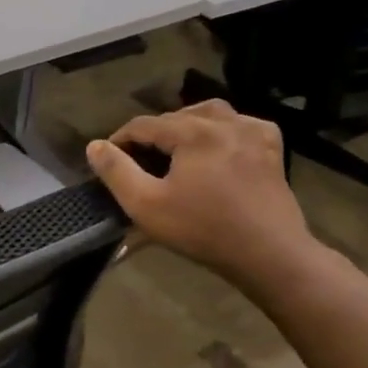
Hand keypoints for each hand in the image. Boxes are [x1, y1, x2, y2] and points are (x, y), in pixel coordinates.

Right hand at [85, 100, 321, 293]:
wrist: (269, 255)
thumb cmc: (202, 229)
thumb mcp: (146, 204)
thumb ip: (116, 171)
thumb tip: (95, 146)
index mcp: (193, 132)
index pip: (143, 124)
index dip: (120, 140)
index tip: (108, 160)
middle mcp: (225, 122)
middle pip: (176, 116)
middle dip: (152, 134)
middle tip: (138, 161)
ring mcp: (253, 133)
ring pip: (210, 113)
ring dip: (186, 125)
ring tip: (174, 147)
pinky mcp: (272, 149)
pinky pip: (241, 124)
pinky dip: (222, 129)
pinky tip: (216, 147)